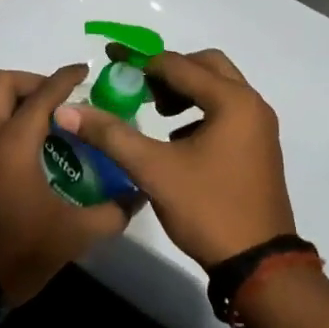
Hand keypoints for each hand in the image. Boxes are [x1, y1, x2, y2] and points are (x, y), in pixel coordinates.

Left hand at [0, 65, 130, 304]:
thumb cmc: (14, 251)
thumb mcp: (71, 236)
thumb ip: (109, 213)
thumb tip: (135, 197)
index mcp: (12, 142)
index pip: (43, 95)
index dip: (65, 78)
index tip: (82, 71)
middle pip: (2, 83)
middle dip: (31, 81)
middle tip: (56, 100)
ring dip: (12, 104)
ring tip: (39, 127)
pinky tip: (16, 154)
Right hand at [53, 49, 294, 270]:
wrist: (259, 265)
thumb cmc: (208, 209)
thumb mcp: (153, 169)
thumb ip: (111, 134)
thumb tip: (68, 110)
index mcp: (232, 101)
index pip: (178, 65)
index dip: (141, 62)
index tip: (111, 62)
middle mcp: (252, 104)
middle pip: (206, 65)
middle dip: (170, 71)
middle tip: (141, 88)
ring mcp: (260, 127)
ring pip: (220, 88)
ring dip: (187, 91)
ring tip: (157, 113)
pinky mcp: (259, 147)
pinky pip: (228, 111)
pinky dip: (202, 111)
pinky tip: (178, 140)